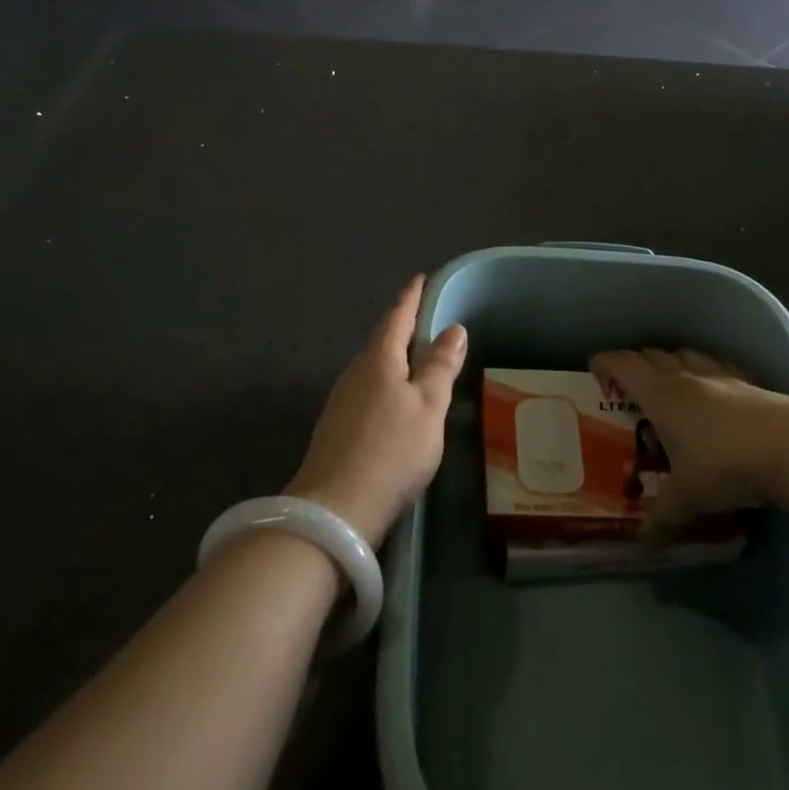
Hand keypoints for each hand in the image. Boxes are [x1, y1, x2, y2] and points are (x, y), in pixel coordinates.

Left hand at [288, 276, 466, 546]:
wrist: (335, 511)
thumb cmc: (392, 450)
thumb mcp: (429, 406)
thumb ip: (440, 367)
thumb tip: (453, 328)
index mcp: (379, 360)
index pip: (398, 317)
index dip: (412, 298)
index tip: (422, 279)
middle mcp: (355, 373)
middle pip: (382, 341)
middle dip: (402, 327)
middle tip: (426, 318)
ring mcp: (342, 402)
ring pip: (373, 368)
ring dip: (394, 358)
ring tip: (416, 358)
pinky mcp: (337, 429)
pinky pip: (367, 391)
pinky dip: (386, 385)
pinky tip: (395, 401)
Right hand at [589, 348, 788, 541]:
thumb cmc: (727, 466)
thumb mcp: (688, 498)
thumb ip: (662, 519)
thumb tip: (642, 545)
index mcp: (661, 394)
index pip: (623, 363)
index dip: (604, 363)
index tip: (594, 373)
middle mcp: (687, 376)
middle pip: (652, 354)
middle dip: (635, 365)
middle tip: (629, 391)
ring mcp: (722, 376)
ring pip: (686, 355)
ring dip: (671, 364)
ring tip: (670, 389)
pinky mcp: (752, 384)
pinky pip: (719, 367)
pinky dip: (707, 374)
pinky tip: (715, 396)